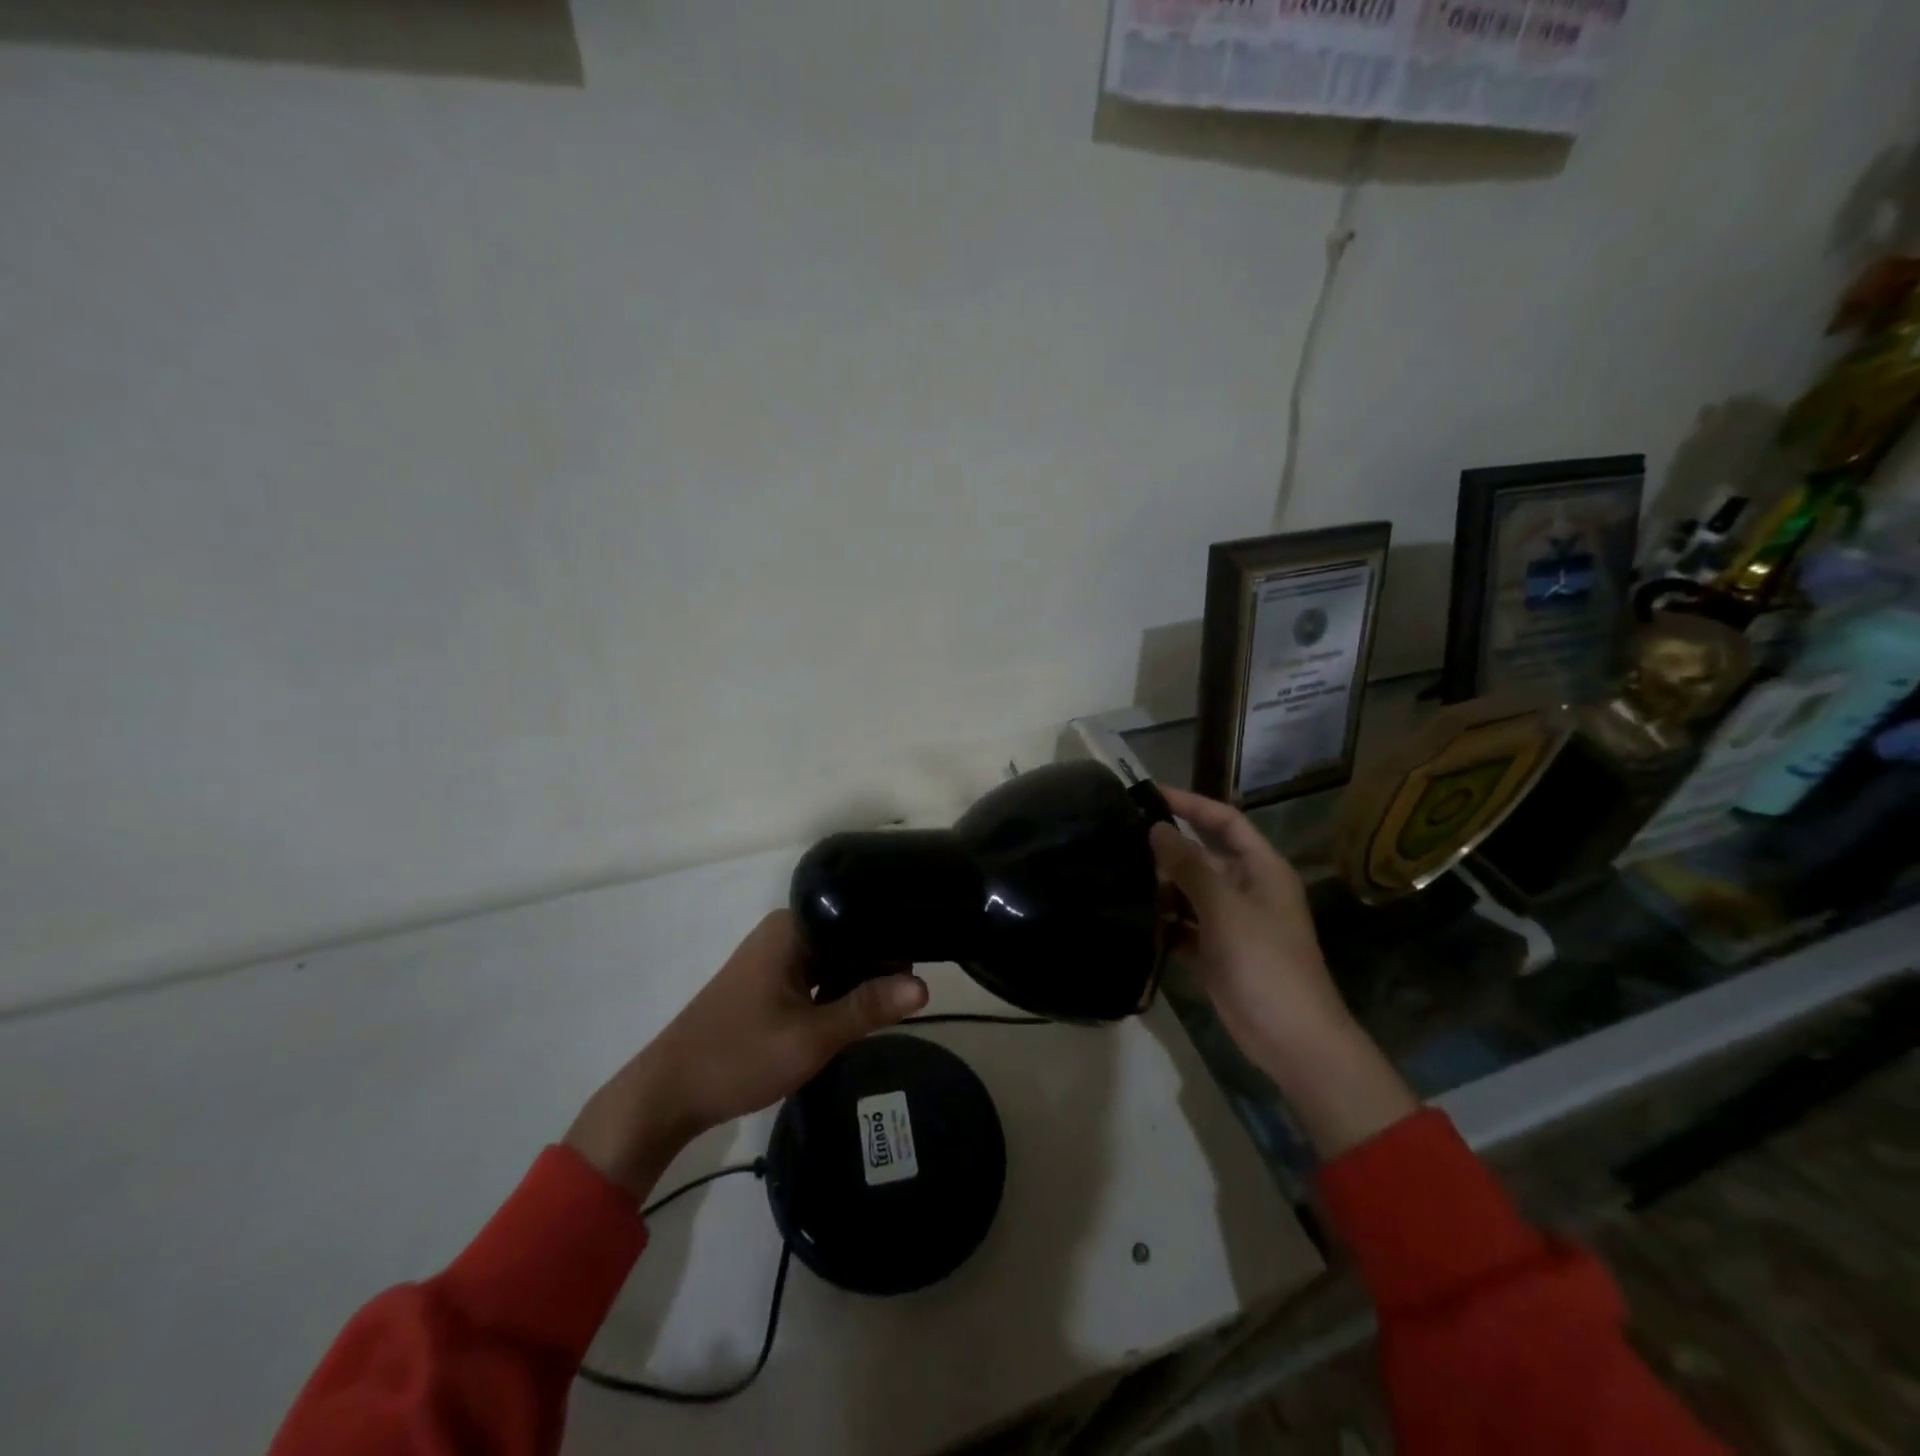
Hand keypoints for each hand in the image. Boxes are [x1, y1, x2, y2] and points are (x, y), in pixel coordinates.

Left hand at [565, 910, 928, 1197]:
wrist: (668, 1094)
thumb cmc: (740, 1056)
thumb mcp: (812, 1036)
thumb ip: (869, 1007)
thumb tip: (925, 986)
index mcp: (792, 928)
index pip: (859, 917)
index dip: (893, 937)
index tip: (926, 958)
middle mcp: (784, 932)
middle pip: (848, 936)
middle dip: (879, 961)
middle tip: (916, 988)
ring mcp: (775, 956)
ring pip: (835, 958)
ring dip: (859, 979)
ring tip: (899, 998)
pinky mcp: (770, 981)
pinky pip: (818, 975)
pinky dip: (838, 991)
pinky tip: (862, 1010)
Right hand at [1152, 787, 1414, 1158]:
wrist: (1290, 1039)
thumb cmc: (1264, 962)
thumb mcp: (1224, 907)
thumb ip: (1189, 866)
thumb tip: (1157, 828)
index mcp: (1261, 869)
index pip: (1224, 821)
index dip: (1190, 803)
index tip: (1149, 794)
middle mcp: (1246, 889)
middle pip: (1202, 855)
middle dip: (1166, 848)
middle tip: (1119, 836)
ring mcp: (1230, 922)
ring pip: (1189, 891)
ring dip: (1160, 886)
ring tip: (1116, 874)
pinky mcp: (1214, 951)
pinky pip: (1183, 925)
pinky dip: (1162, 922)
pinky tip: (1132, 917)